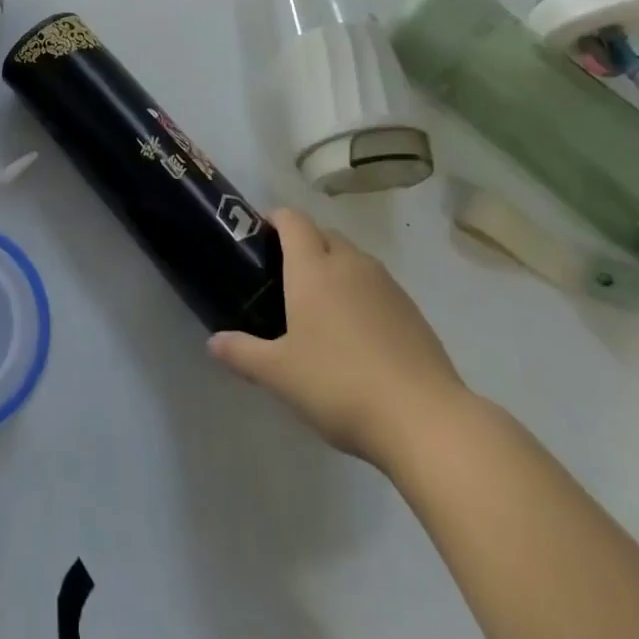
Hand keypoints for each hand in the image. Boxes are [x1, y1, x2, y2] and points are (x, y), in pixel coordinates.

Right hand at [209, 208, 468, 468]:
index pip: (292, 219)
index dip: (274, 219)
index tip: (260, 238)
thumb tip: (213, 342)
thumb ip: (243, 353)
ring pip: (353, 258)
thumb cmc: (340, 385)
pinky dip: (361, 294)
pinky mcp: (413, 310)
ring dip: (335, 268)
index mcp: (314, 267)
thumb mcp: (280, 375)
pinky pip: (377, 285)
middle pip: (323, 234)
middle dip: (304, 244)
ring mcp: (386, 284)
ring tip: (320, 308)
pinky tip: (357, 335)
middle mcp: (350, 263)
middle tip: (284, 279)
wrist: (425, 419)